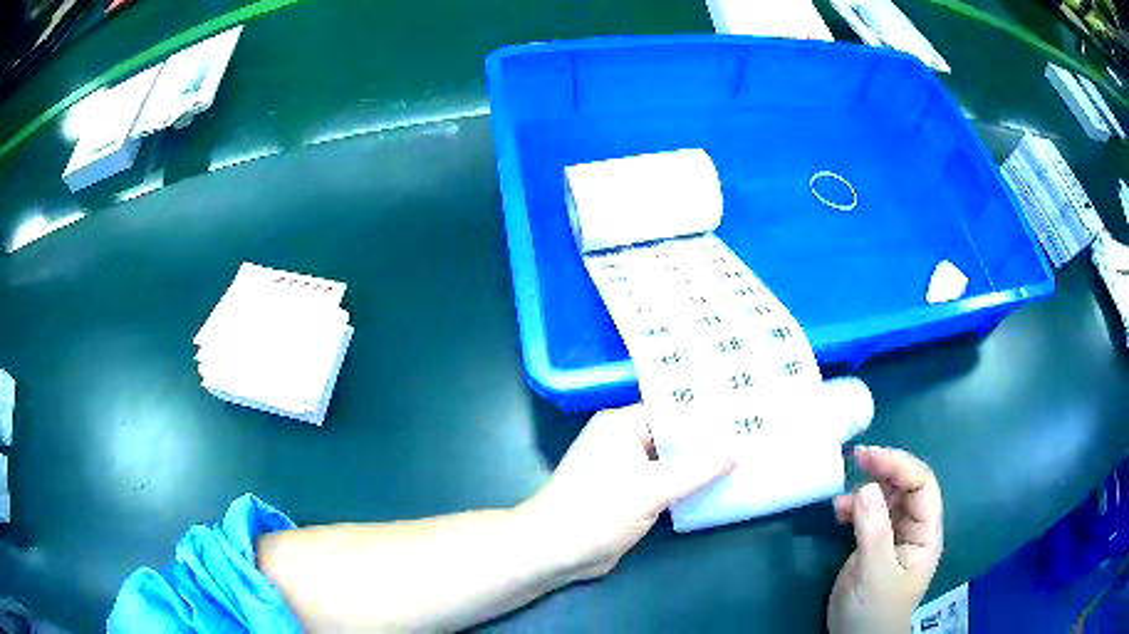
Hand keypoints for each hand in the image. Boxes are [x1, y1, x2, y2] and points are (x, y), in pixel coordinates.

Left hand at [518, 405, 734, 581]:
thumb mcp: (653, 487)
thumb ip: (697, 469)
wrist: (557, 551)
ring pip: (671, 464)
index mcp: (622, 425)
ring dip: (700, 468)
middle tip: (751, 437)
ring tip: (744, 460)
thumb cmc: (598, 509)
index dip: (707, 415)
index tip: (743, 414)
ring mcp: (626, 471)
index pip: (672, 410)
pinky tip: (719, 488)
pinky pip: (666, 485)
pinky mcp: (630, 496)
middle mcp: (623, 442)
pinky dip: (687, 488)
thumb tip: (737, 450)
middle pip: (674, 438)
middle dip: (708, 443)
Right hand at [828, 446, 943, 633]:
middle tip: (855, 460)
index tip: (868, 457)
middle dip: (884, 469)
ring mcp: (895, 536)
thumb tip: (865, 487)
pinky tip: (839, 511)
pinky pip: (870, 513)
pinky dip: (855, 506)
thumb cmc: (873, 612)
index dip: (899, 465)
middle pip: (906, 486)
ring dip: (867, 489)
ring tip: (841, 499)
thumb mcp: (874, 575)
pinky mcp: (875, 544)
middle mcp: (914, 528)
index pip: (922, 485)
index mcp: (925, 533)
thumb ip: (873, 532)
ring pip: (888, 497)